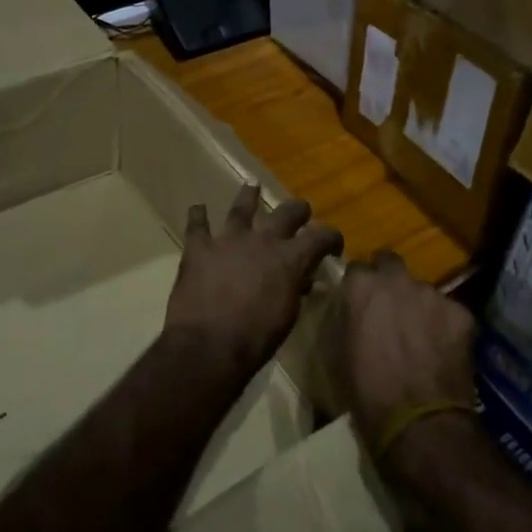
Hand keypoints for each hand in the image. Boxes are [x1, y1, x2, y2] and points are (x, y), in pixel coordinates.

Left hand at [165, 185, 342, 377]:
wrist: (208, 345)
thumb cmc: (255, 339)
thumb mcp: (287, 317)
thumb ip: (295, 291)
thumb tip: (304, 280)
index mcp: (290, 258)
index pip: (321, 236)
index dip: (332, 238)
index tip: (334, 245)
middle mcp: (262, 241)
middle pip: (286, 212)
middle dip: (298, 210)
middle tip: (301, 211)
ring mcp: (228, 241)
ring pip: (241, 209)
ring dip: (248, 197)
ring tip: (251, 186)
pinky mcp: (198, 249)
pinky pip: (197, 225)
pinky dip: (198, 216)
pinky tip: (197, 209)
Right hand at [338, 252, 478, 467]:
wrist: (418, 423)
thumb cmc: (365, 392)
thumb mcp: (336, 351)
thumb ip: (343, 316)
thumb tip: (348, 306)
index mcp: (361, 286)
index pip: (357, 268)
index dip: (360, 286)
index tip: (360, 303)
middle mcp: (396, 279)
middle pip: (390, 264)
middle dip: (389, 279)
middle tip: (390, 309)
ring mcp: (432, 293)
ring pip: (422, 290)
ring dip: (418, 305)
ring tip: (421, 337)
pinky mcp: (461, 312)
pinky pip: (449, 312)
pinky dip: (445, 326)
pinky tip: (443, 351)